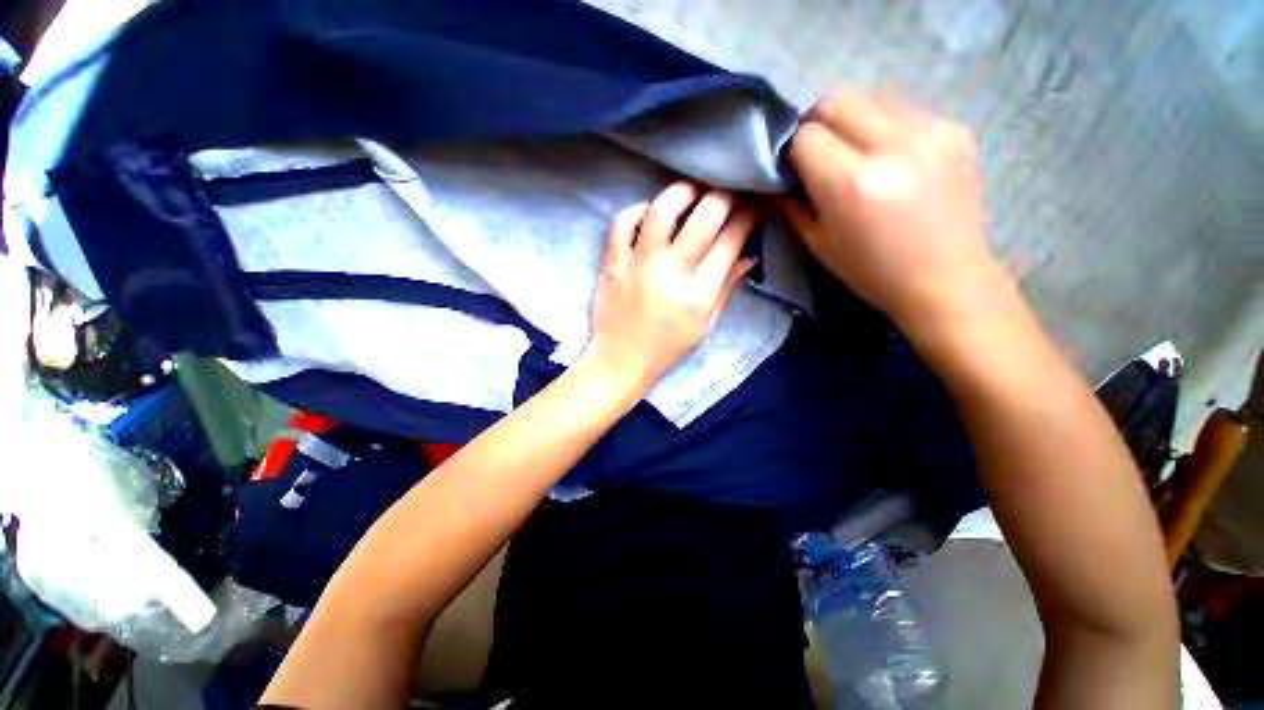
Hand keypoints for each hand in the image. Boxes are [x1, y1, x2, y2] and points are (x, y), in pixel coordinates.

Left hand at [583, 182, 757, 391]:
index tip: (751, 205)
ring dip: (681, 193)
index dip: (746, 217)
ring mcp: (638, 266)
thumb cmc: (667, 348)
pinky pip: (622, 225)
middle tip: (727, 191)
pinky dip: (636, 211)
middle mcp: (670, 274)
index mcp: (698, 295)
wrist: (621, 361)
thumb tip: (749, 255)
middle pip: (703, 219)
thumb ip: (727, 289)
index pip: (730, 242)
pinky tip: (649, 212)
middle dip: (723, 196)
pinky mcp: (612, 264)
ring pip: (661, 212)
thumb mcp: (705, 326)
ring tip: (691, 191)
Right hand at [781, 90, 1006, 336]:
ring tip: (855, 155)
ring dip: (850, 121)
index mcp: (853, 184)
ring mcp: (931, 130)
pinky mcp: (955, 128)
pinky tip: (889, 158)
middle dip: (816, 124)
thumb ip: (789, 202)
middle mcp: (893, 145)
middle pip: (836, 100)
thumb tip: (772, 176)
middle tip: (817, 154)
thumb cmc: (871, 271)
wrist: (946, 280)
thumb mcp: (816, 243)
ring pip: (870, 97)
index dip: (791, 151)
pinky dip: (882, 125)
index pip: (805, 136)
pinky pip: (902, 109)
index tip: (793, 170)